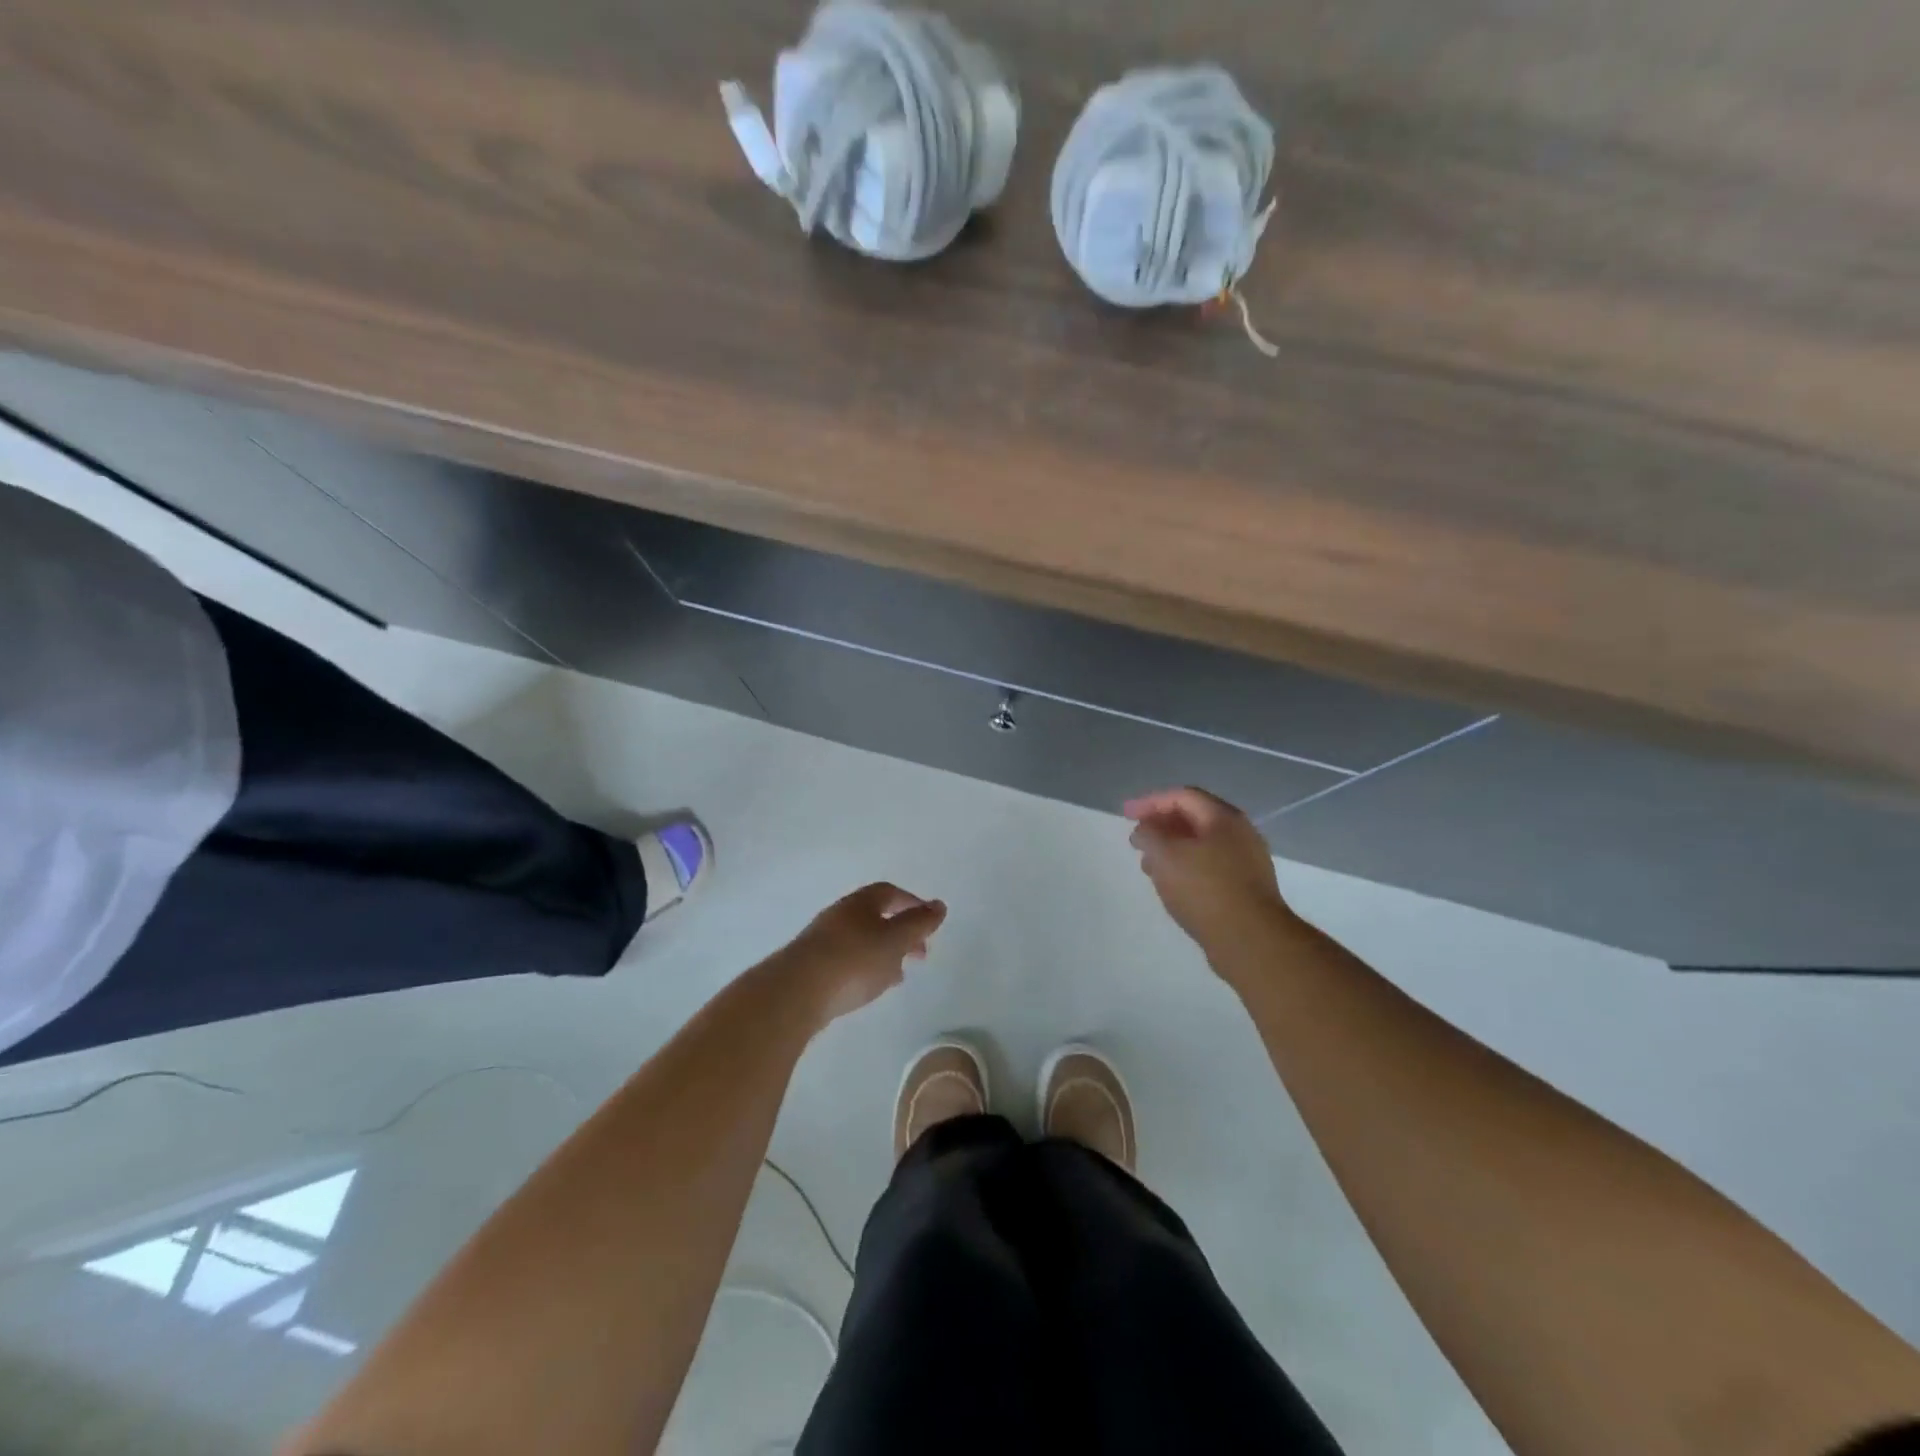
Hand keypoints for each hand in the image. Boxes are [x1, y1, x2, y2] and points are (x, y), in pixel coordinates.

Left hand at [781, 882, 947, 1025]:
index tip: (930, 922)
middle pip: (876, 917)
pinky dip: (866, 968)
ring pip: (862, 940)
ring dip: (884, 953)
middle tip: (920, 954)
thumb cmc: (854, 960)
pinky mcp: (812, 967)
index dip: (913, 904)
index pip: (890, 893)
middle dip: (902, 933)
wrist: (796, 992)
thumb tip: (939, 905)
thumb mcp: (895, 940)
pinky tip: (870, 987)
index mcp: (860, 903)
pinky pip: (848, 960)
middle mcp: (839, 915)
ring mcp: (822, 941)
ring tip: (898, 976)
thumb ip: (919, 923)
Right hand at [1125, 788, 1294, 951]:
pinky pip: (1210, 868)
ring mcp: (1247, 863)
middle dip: (1161, 826)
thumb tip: (1145, 830)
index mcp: (1224, 818)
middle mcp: (1241, 834)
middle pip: (1194, 819)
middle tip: (1137, 840)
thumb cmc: (1204, 889)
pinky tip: (1172, 886)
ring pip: (1202, 846)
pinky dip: (1186, 869)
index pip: (1182, 796)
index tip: (1126, 815)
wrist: (1251, 941)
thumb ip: (1149, 835)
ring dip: (1172, 850)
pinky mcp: (1246, 889)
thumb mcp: (1165, 855)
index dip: (1150, 802)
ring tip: (1149, 866)